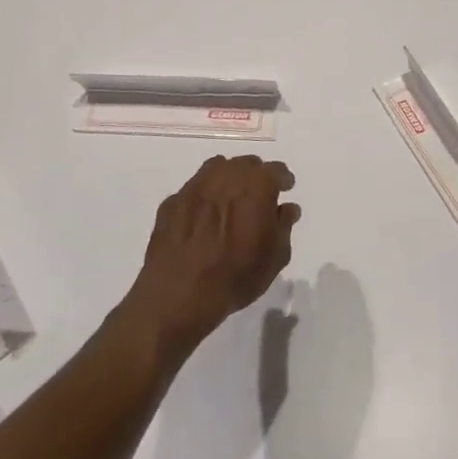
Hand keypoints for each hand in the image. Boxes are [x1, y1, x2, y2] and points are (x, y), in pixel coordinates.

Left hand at [126, 155, 299, 357]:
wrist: (179, 294)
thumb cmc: (236, 276)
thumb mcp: (274, 257)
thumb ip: (283, 226)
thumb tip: (287, 208)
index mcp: (255, 187)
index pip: (275, 170)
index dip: (283, 179)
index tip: (286, 188)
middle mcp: (224, 177)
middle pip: (244, 164)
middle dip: (255, 176)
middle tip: (259, 196)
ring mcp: (193, 188)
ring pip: (216, 169)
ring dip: (228, 179)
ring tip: (230, 200)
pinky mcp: (170, 203)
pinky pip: (193, 190)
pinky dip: (203, 197)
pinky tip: (203, 218)